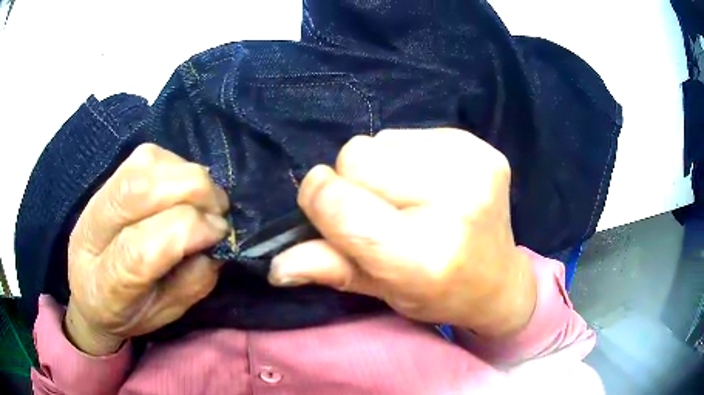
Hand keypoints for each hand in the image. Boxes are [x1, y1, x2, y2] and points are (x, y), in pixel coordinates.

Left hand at [64, 144, 229, 354]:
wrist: (91, 291)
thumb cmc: (131, 312)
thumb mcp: (167, 313)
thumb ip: (193, 281)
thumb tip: (216, 238)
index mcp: (103, 285)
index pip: (138, 250)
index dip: (187, 231)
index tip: (219, 233)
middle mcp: (91, 233)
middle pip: (137, 190)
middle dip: (193, 191)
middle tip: (218, 211)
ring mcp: (96, 198)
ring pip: (143, 164)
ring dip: (187, 175)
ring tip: (204, 199)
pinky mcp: (109, 177)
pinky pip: (147, 156)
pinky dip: (176, 165)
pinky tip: (183, 187)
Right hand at [269, 129, 536, 336]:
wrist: (498, 280)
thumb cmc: (437, 293)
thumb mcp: (381, 291)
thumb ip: (329, 269)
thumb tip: (276, 264)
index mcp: (423, 256)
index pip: (340, 204)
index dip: (318, 200)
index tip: (324, 207)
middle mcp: (453, 204)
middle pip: (357, 156)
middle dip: (353, 182)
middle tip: (380, 210)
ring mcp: (473, 167)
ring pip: (381, 140)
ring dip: (380, 167)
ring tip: (409, 198)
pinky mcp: (480, 147)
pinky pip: (411, 133)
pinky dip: (407, 156)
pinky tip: (430, 184)